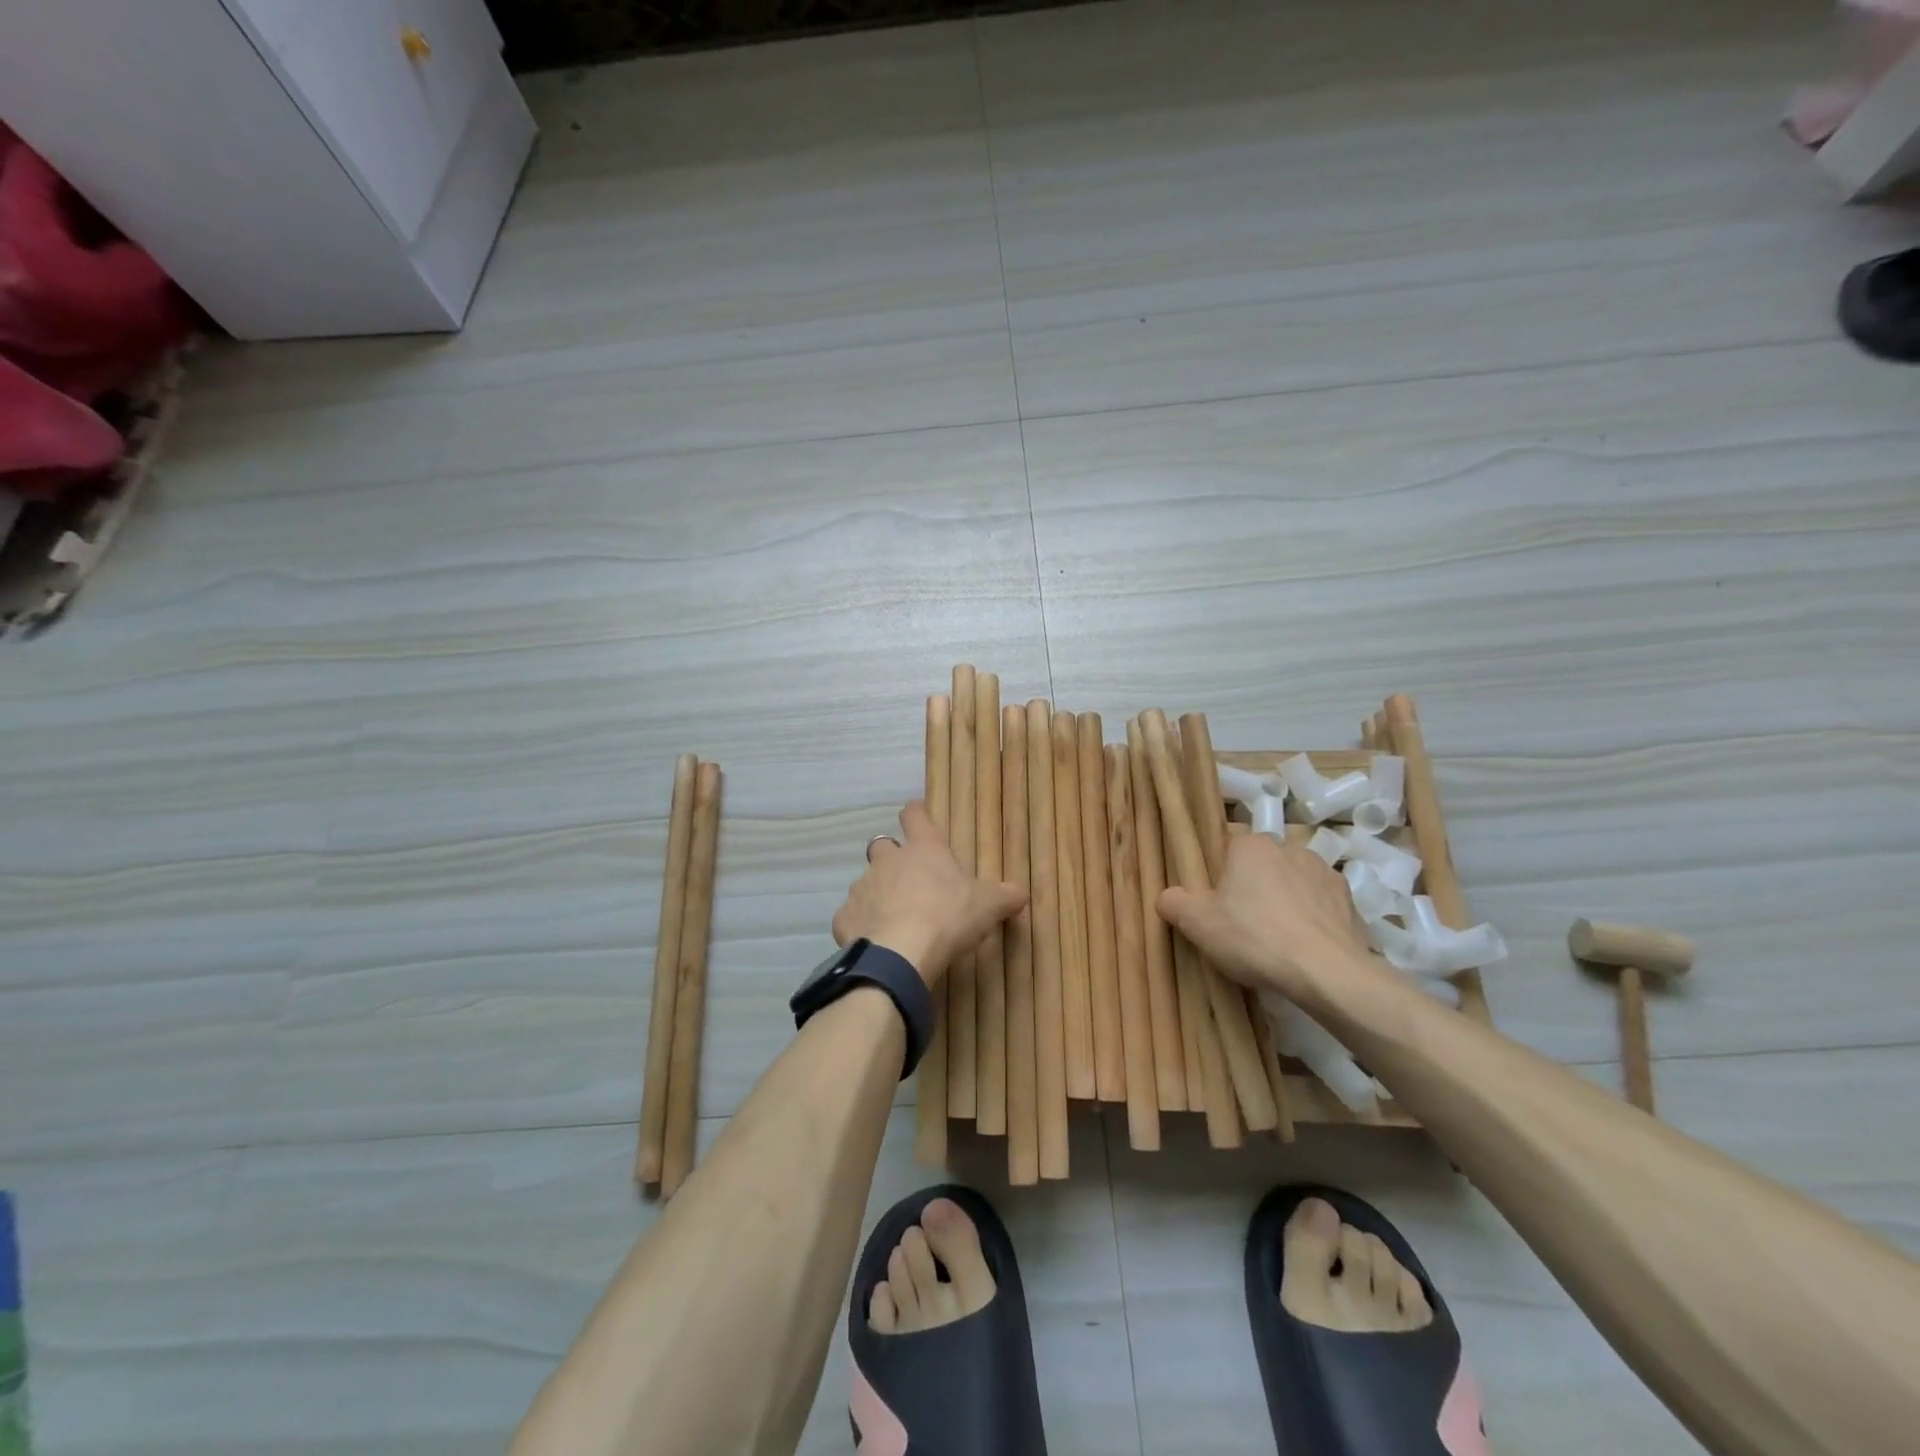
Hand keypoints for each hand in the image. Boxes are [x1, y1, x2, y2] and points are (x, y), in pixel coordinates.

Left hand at [832, 800, 1026, 986]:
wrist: (901, 954)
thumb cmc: (948, 917)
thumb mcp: (989, 906)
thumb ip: (1006, 896)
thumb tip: (1021, 893)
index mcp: (923, 849)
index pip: (915, 815)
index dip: (916, 814)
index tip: (918, 816)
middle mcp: (887, 860)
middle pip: (883, 846)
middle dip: (893, 859)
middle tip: (910, 880)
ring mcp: (862, 887)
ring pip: (867, 882)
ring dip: (878, 893)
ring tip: (895, 918)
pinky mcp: (844, 917)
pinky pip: (852, 916)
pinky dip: (861, 925)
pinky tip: (875, 941)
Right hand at [1157, 832, 1377, 1000]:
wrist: (1327, 973)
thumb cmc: (1254, 938)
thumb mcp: (1197, 923)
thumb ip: (1173, 902)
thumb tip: (1167, 897)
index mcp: (1252, 845)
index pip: (1228, 844)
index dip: (1219, 870)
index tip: (1214, 898)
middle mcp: (1291, 848)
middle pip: (1262, 864)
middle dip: (1252, 886)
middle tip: (1240, 921)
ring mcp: (1326, 873)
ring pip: (1293, 882)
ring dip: (1284, 900)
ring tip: (1275, 938)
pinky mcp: (1350, 902)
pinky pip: (1320, 906)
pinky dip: (1312, 920)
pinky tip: (1303, 947)